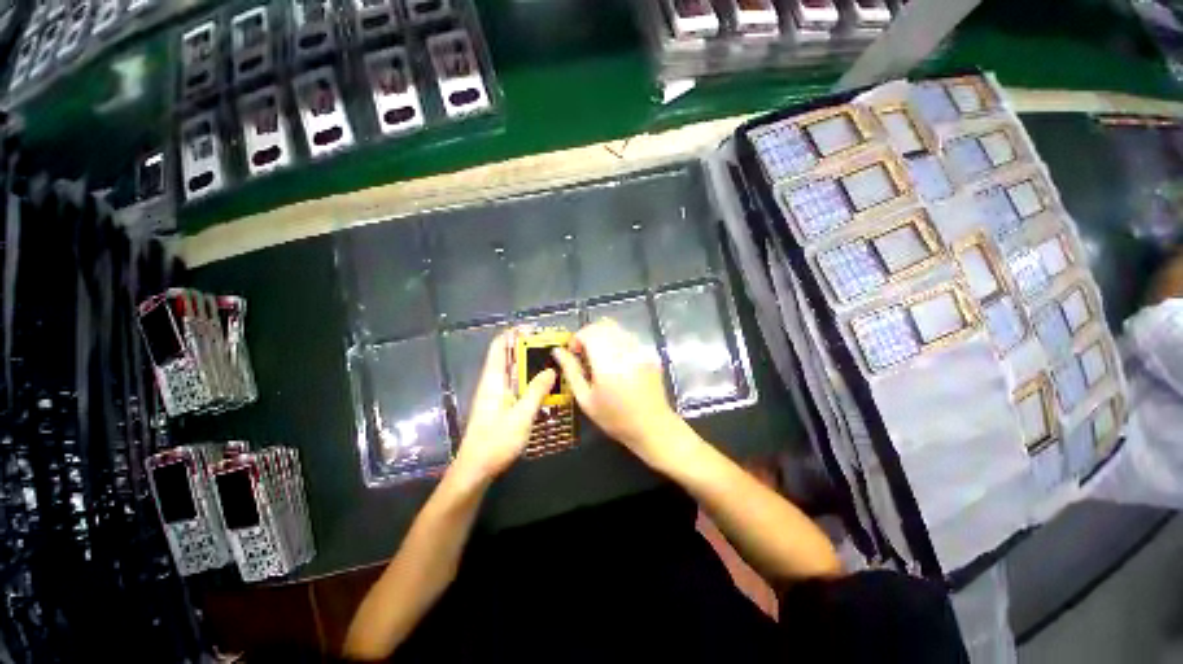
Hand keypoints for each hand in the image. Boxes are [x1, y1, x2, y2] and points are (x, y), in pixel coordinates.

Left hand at [452, 331, 555, 482]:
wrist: (475, 469)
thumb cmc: (496, 442)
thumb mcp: (521, 417)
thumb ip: (536, 392)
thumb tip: (550, 369)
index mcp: (493, 379)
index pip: (499, 346)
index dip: (515, 334)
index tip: (536, 331)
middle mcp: (493, 382)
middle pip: (508, 355)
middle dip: (528, 347)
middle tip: (552, 348)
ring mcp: (495, 393)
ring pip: (513, 370)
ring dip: (530, 363)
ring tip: (553, 363)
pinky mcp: (500, 404)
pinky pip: (515, 383)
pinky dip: (529, 378)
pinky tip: (544, 386)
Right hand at [552, 319, 694, 467]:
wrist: (652, 426)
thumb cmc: (615, 418)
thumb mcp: (586, 399)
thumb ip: (571, 371)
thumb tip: (558, 351)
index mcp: (608, 362)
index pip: (589, 332)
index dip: (577, 338)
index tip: (574, 353)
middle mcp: (626, 350)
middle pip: (603, 325)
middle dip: (589, 335)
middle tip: (585, 355)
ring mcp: (641, 350)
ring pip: (617, 329)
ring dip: (603, 337)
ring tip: (600, 358)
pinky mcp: (649, 353)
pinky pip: (629, 337)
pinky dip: (617, 342)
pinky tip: (617, 362)